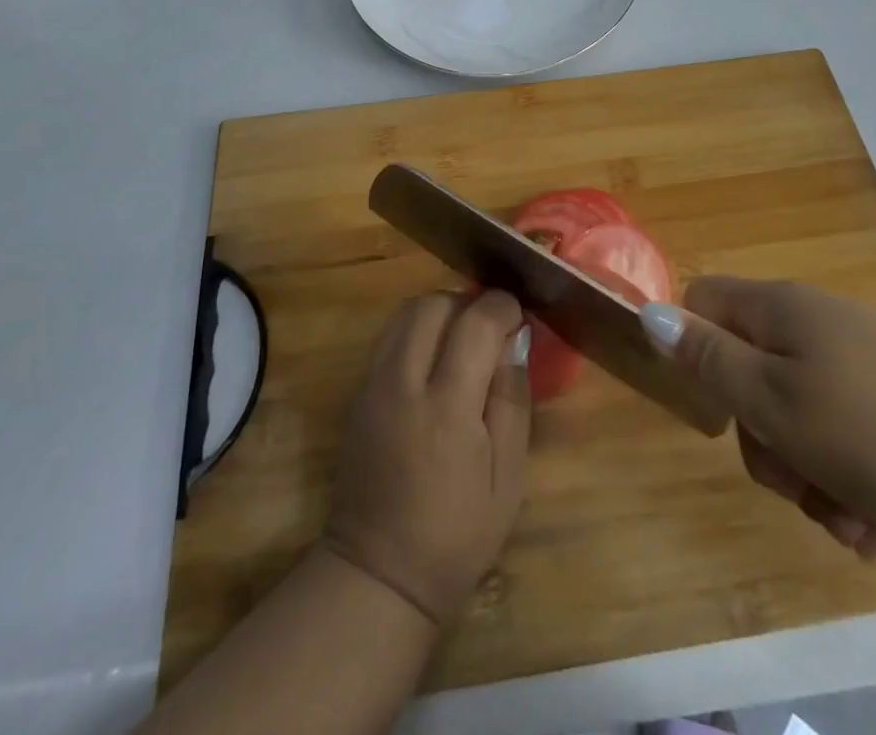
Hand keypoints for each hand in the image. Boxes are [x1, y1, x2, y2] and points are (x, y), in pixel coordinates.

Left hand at [321, 291, 531, 626]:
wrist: (378, 574)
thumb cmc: (457, 534)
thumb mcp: (508, 477)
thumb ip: (512, 400)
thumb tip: (514, 341)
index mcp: (447, 408)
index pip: (475, 323)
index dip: (502, 307)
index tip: (518, 316)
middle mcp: (403, 384)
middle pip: (433, 304)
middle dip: (467, 302)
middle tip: (489, 329)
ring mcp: (372, 386)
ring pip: (404, 313)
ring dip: (438, 311)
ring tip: (460, 339)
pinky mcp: (357, 394)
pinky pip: (388, 337)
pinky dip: (415, 330)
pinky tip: (432, 360)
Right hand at [642, 278, 875, 556]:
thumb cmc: (871, 429)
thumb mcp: (772, 399)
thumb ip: (708, 358)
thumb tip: (650, 313)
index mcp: (777, 309)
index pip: (704, 303)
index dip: (695, 350)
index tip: (718, 408)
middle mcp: (812, 325)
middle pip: (749, 370)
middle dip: (761, 438)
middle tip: (790, 480)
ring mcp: (855, 364)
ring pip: (796, 416)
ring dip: (806, 475)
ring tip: (845, 520)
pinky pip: (842, 438)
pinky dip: (845, 482)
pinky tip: (872, 526)